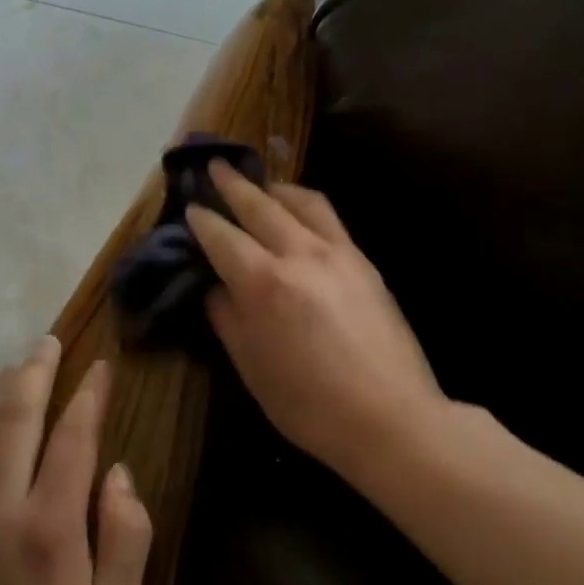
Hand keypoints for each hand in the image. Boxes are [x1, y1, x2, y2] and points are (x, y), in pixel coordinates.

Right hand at [188, 161, 449, 473]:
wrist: (392, 419)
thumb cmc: (310, 405)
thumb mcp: (252, 369)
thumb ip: (228, 319)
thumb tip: (217, 287)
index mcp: (264, 284)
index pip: (223, 238)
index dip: (203, 221)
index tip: (190, 208)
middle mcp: (300, 255)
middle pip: (260, 206)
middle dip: (233, 184)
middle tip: (215, 166)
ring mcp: (337, 253)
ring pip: (300, 201)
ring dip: (273, 187)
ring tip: (259, 183)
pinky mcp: (363, 261)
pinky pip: (328, 217)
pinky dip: (305, 203)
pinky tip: (299, 211)